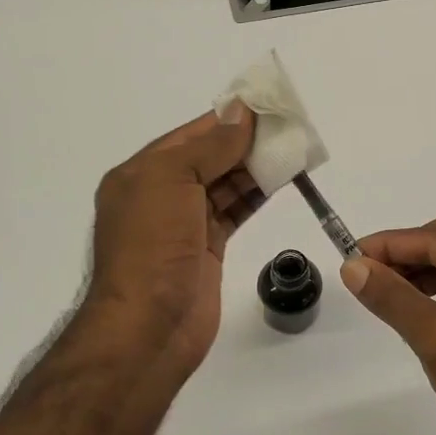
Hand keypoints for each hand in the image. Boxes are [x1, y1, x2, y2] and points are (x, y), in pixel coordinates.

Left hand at [84, 106, 262, 376]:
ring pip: (225, 184)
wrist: (149, 329)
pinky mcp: (206, 248)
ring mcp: (184, 223)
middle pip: (210, 157)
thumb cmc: (152, 248)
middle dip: (247, 142)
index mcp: (141, 173)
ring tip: (294, 149)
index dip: (228, 119)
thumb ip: (210, 146)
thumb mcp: (172, 181)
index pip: (191, 135)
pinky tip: (282, 179)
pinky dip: (256, 194)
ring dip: (256, 167)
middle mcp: (160, 194)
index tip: (267, 105)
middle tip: (289, 127)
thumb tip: (240, 112)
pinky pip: (234, 210)